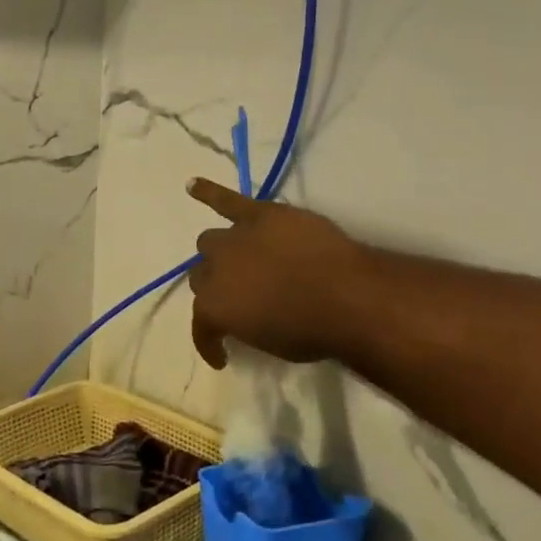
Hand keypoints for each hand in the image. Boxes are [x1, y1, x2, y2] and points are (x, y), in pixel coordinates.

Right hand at [187, 178, 370, 368]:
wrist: (346, 296)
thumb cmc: (312, 331)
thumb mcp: (270, 344)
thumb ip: (246, 326)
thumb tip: (247, 316)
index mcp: (214, 308)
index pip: (201, 326)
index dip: (210, 341)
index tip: (224, 355)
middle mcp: (215, 269)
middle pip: (201, 274)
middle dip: (215, 285)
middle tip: (238, 294)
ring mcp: (236, 236)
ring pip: (210, 240)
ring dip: (218, 252)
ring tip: (231, 257)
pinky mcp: (260, 213)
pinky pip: (226, 199)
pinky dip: (209, 191)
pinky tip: (193, 185)